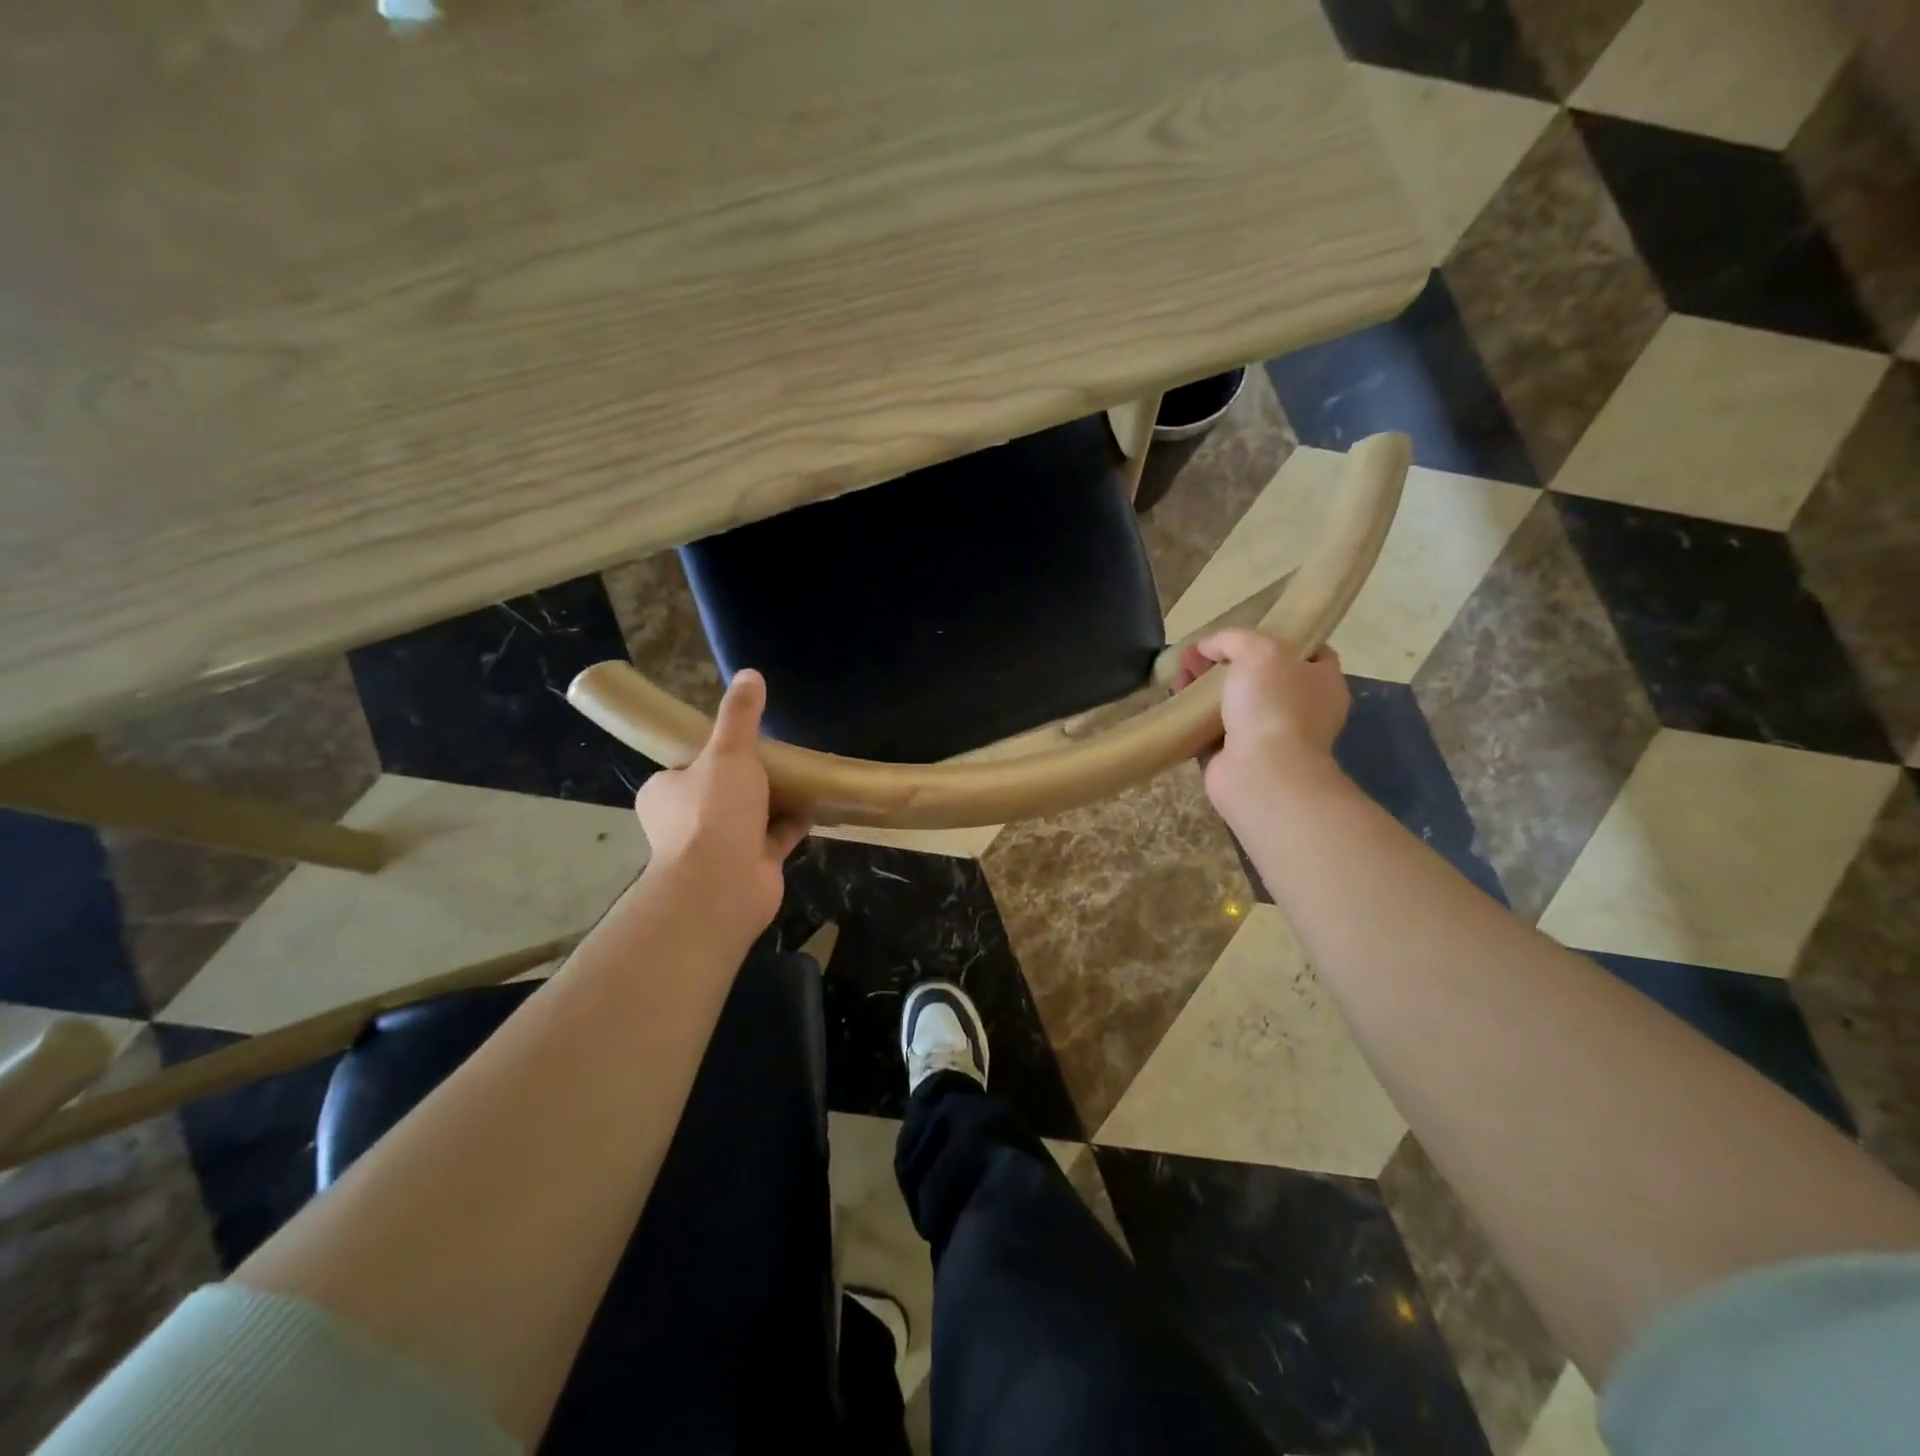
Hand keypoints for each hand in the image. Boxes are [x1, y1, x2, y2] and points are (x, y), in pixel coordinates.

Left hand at [634, 669, 808, 929]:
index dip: (711, 752)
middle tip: (779, 755)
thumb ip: (739, 715)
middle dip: (749, 778)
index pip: (686, 765)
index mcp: (666, 792)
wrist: (722, 884)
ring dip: (774, 801)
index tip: (741, 740)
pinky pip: (775, 838)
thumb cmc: (713, 811)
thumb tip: (749, 673)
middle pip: (721, 791)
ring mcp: (719, 847)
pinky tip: (818, 805)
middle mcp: (686, 821)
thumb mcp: (727, 751)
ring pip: (750, 816)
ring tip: (803, 775)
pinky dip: (794, 824)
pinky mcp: (750, 866)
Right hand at [1173, 627, 1349, 811]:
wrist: (1261, 773)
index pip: (1309, 652)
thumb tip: (1207, 646)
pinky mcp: (1237, 757)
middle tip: (1197, 655)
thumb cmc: (1273, 705)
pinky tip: (1177, 703)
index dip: (1279, 638)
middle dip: (1227, 663)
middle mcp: (1301, 710)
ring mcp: (1269, 736)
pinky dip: (1195, 718)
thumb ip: (1234, 639)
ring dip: (1206, 688)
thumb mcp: (1258, 651)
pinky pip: (1212, 730)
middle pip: (1262, 676)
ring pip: (1234, 703)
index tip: (1245, 635)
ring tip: (1179, 676)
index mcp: (1322, 682)